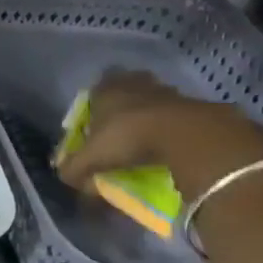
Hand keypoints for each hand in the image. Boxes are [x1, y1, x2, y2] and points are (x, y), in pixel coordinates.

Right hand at [56, 70, 262, 199]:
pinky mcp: (196, 105)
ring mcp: (168, 91)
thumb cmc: (129, 137)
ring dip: (153, 112)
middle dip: (126, 102)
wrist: (186, 135)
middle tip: (123, 124)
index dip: (97, 100)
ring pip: (156, 97)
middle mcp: (136, 84)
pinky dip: (176, 125)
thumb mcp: (92, 158)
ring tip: (150, 137)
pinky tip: (173, 143)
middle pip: (129, 86)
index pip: (97, 86)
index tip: (97, 118)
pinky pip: (180, 113)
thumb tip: (66, 178)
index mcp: (107, 88)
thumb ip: (74, 168)